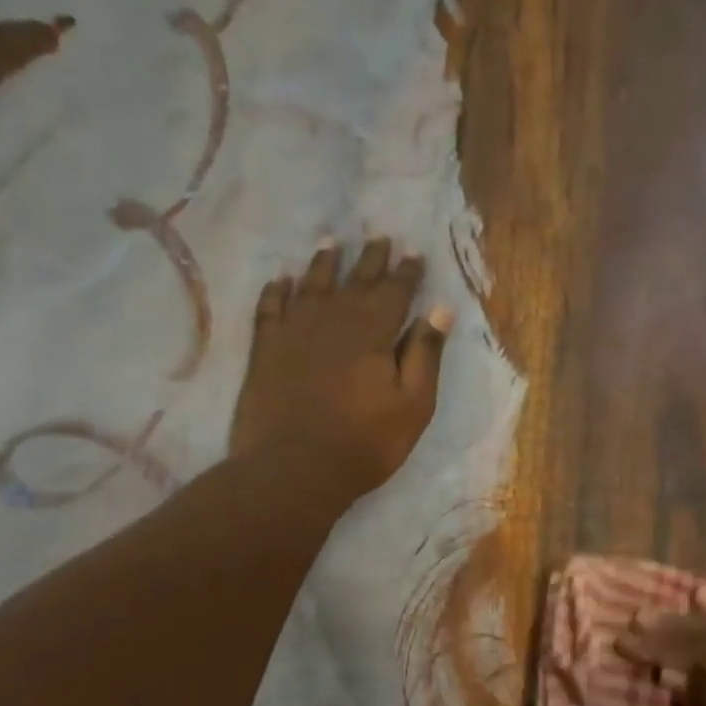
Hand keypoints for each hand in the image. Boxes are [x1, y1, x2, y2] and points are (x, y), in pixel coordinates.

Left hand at [228, 239, 451, 493]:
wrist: (293, 468)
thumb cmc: (364, 443)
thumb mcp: (412, 405)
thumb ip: (425, 355)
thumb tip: (440, 310)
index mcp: (373, 332)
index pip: (395, 292)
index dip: (407, 272)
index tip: (414, 252)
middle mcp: (333, 320)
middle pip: (355, 281)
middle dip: (371, 259)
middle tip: (379, 237)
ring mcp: (294, 331)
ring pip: (311, 285)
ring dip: (324, 263)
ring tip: (331, 243)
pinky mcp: (266, 349)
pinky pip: (270, 307)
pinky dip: (277, 291)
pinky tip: (282, 280)